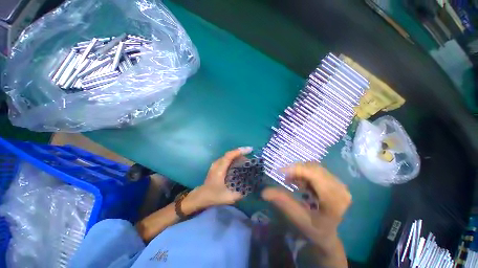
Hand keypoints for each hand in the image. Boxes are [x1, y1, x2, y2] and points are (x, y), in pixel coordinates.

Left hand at [183, 147, 252, 212]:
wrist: (201, 196)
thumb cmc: (214, 196)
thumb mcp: (228, 197)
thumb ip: (240, 193)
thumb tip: (250, 188)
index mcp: (219, 169)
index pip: (229, 156)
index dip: (239, 151)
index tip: (249, 150)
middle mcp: (217, 164)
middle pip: (230, 154)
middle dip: (241, 154)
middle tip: (250, 160)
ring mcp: (216, 164)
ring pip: (228, 156)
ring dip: (238, 156)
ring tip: (246, 161)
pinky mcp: (216, 166)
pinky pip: (227, 159)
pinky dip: (234, 159)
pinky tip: (239, 164)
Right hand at [261, 162, 350, 245]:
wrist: (328, 233)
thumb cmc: (314, 229)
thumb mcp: (297, 218)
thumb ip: (283, 202)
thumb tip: (264, 192)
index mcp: (334, 200)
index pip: (314, 174)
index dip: (295, 169)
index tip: (279, 171)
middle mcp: (340, 188)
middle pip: (314, 168)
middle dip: (296, 170)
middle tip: (285, 180)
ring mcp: (339, 183)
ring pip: (314, 167)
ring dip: (300, 171)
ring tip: (292, 182)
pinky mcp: (334, 181)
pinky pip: (316, 169)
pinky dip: (304, 173)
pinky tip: (300, 183)